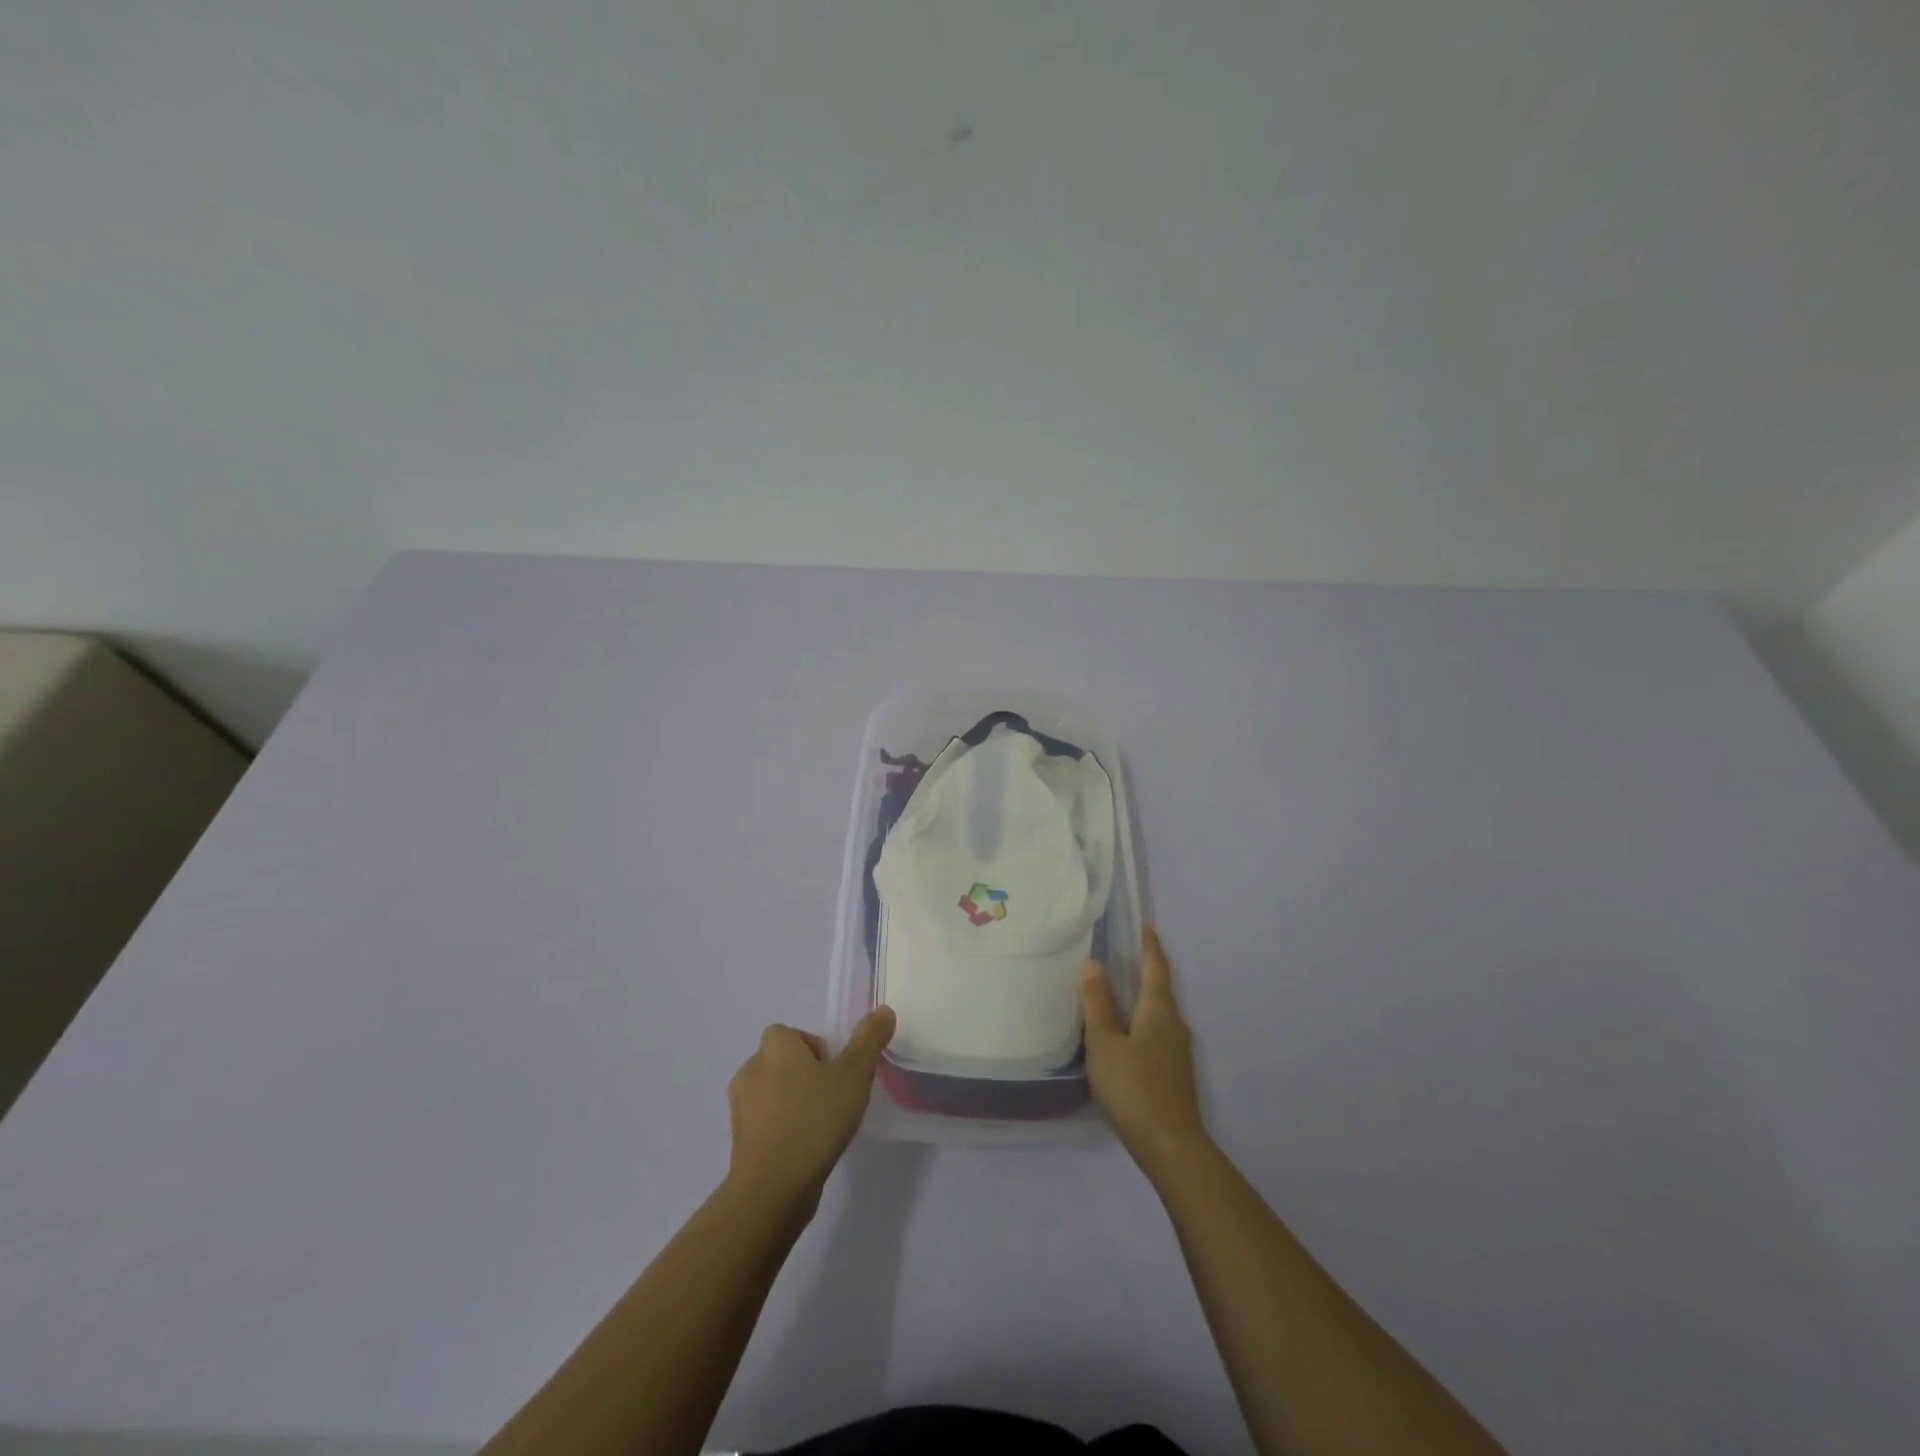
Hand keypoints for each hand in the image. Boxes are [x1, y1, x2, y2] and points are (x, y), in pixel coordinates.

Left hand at [725, 1007, 895, 1214]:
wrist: (773, 1188)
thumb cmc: (814, 1119)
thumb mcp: (854, 1073)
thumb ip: (869, 1039)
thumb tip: (883, 1010)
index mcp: (773, 1047)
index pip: (791, 1034)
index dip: (815, 1050)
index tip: (836, 1074)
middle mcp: (750, 1070)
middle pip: (783, 1063)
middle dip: (807, 1077)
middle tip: (833, 1100)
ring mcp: (740, 1109)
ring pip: (773, 1095)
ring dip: (795, 1105)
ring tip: (822, 1128)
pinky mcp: (740, 1144)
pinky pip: (767, 1126)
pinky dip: (784, 1132)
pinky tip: (805, 1151)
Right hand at [1081, 927, 1207, 1178]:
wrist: (1171, 1146)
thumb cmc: (1134, 1087)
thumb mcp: (1105, 1044)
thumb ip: (1098, 1004)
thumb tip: (1094, 963)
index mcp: (1159, 1011)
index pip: (1156, 968)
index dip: (1150, 946)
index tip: (1145, 926)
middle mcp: (1174, 1024)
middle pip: (1161, 989)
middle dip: (1146, 970)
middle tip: (1126, 954)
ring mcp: (1178, 1051)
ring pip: (1159, 1013)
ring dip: (1143, 998)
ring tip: (1121, 991)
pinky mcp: (1175, 1072)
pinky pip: (1158, 1033)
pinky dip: (1143, 1021)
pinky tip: (1127, 1034)